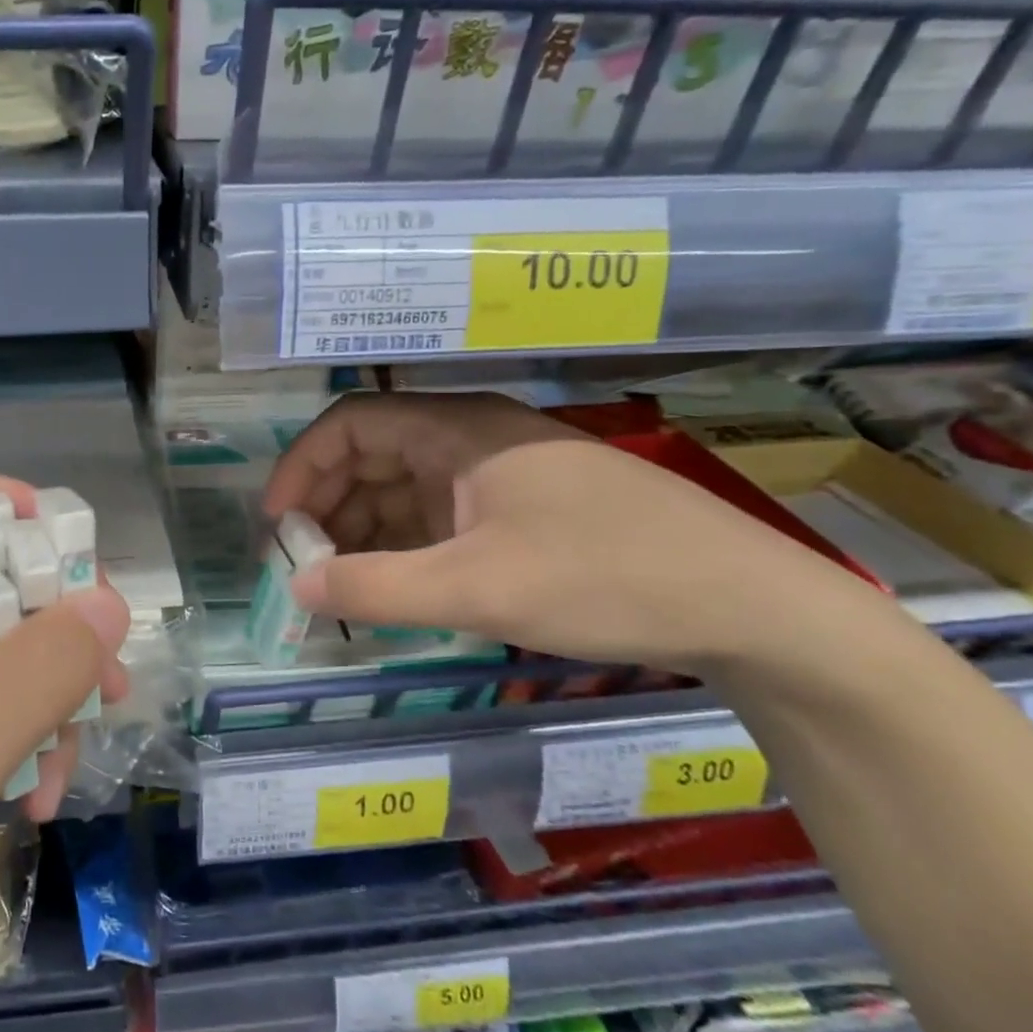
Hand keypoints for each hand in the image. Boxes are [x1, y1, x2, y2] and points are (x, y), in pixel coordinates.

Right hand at [263, 392, 886, 673]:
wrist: (753, 607)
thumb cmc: (606, 578)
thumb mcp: (478, 590)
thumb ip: (377, 589)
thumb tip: (295, 588)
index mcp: (458, 430)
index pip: (351, 424)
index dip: (303, 466)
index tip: (279, 524)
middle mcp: (473, 439)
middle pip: (373, 456)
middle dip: (329, 505)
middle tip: (304, 565)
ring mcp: (500, 476)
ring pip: (405, 490)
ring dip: (364, 531)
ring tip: (342, 585)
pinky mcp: (523, 511)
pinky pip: (440, 518)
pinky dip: (406, 548)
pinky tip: (396, 587)